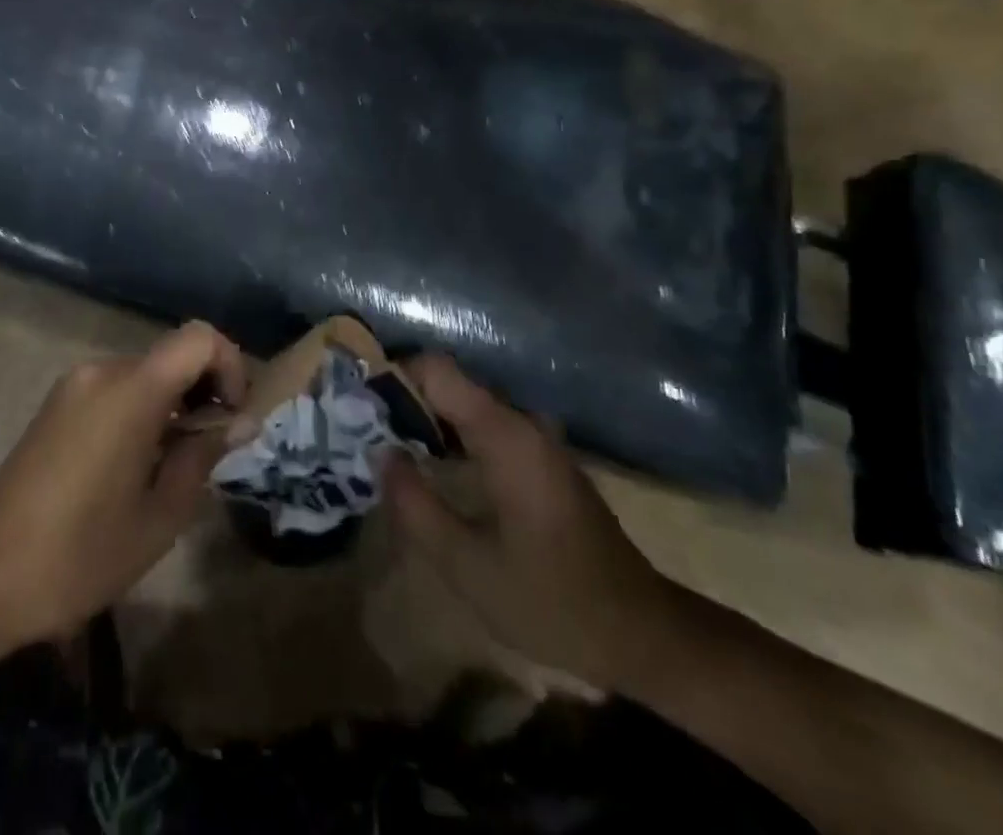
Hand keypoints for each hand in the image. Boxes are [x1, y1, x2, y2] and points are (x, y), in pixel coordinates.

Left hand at [0, 321, 244, 658]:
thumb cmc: (79, 556)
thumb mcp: (159, 516)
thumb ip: (203, 456)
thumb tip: (239, 421)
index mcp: (131, 390)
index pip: (199, 338)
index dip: (230, 366)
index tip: (232, 418)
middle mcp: (101, 372)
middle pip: (172, 355)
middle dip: (204, 391)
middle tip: (212, 449)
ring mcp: (73, 386)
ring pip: (146, 374)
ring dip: (173, 404)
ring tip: (175, 465)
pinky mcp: (55, 406)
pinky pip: (115, 390)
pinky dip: (142, 411)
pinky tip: (137, 465)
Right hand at [382, 355, 682, 692]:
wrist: (641, 633)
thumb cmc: (552, 600)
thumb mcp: (467, 566)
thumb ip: (415, 506)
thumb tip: (381, 454)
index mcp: (504, 434)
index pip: (436, 369)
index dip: (394, 376)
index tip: (360, 406)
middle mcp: (521, 422)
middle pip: (449, 384)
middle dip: (403, 401)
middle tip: (363, 432)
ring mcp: (536, 439)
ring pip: (465, 406)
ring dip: (425, 421)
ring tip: (386, 450)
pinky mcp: (541, 459)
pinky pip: (485, 427)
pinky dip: (451, 437)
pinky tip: (430, 469)